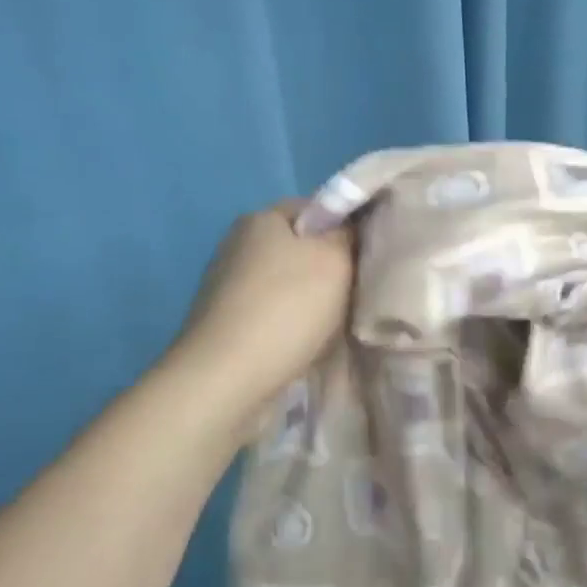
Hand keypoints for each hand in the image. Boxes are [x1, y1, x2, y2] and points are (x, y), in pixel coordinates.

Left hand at [169, 202, 354, 417]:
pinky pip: (270, 312)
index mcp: (261, 218)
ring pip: (286, 283)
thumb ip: (348, 234)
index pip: (316, 208)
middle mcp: (237, 243)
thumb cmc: (286, 308)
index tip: (364, 257)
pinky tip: (302, 344)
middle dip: (328, 268)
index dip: (345, 228)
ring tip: (332, 325)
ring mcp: (225, 284)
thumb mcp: (335, 260)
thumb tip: (349, 227)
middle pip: (300, 247)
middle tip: (354, 293)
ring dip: (310, 301)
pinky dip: (288, 325)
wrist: (225, 378)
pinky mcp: (222, 321)